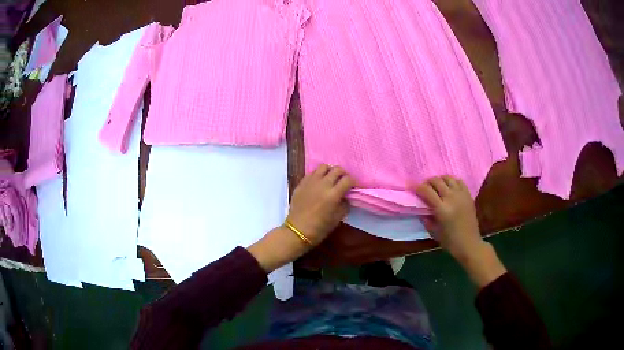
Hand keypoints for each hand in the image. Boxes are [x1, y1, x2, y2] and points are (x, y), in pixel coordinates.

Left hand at [287, 164, 354, 244]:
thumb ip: (344, 204)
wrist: (297, 230)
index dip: (353, 182)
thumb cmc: (319, 228)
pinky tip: (319, 182)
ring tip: (330, 179)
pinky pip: (312, 172)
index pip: (348, 179)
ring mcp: (311, 182)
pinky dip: (319, 174)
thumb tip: (346, 196)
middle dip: (343, 174)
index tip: (353, 187)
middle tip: (343, 181)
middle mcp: (323, 184)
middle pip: (337, 169)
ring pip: (324, 167)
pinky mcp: (302, 183)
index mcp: (333, 194)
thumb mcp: (337, 218)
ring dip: (330, 171)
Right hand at [412, 176, 481, 259]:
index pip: (427, 191)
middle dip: (428, 182)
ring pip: (448, 178)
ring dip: (440, 179)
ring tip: (436, 185)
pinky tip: (449, 186)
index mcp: (442, 209)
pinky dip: (452, 181)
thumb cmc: (450, 241)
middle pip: (437, 181)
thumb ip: (426, 219)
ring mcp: (461, 195)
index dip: (418, 187)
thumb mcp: (434, 232)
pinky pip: (459, 182)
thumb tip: (421, 208)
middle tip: (424, 187)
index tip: (412, 187)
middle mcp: (451, 198)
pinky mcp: (468, 195)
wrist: (469, 244)